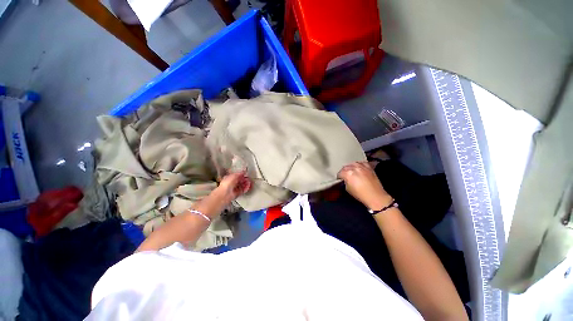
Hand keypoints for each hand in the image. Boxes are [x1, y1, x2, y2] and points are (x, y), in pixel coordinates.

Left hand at [215, 171, 251, 202]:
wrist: (225, 194)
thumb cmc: (227, 184)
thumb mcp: (234, 176)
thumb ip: (239, 173)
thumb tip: (244, 171)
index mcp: (229, 178)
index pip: (236, 176)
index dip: (241, 174)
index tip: (245, 174)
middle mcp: (231, 184)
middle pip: (239, 181)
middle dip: (244, 179)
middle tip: (248, 178)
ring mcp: (234, 189)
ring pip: (241, 185)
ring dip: (246, 184)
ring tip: (249, 182)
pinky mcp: (237, 193)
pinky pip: (242, 190)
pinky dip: (246, 188)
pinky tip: (248, 187)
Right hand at [338, 162, 392, 209]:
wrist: (375, 196)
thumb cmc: (360, 194)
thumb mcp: (348, 189)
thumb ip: (345, 182)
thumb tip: (345, 179)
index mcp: (348, 174)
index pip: (340, 173)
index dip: (339, 177)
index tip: (339, 179)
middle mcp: (354, 168)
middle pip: (345, 167)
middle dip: (344, 171)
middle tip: (344, 175)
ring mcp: (362, 167)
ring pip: (353, 163)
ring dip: (350, 167)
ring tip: (350, 170)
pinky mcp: (369, 168)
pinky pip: (362, 163)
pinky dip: (359, 164)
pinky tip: (358, 167)